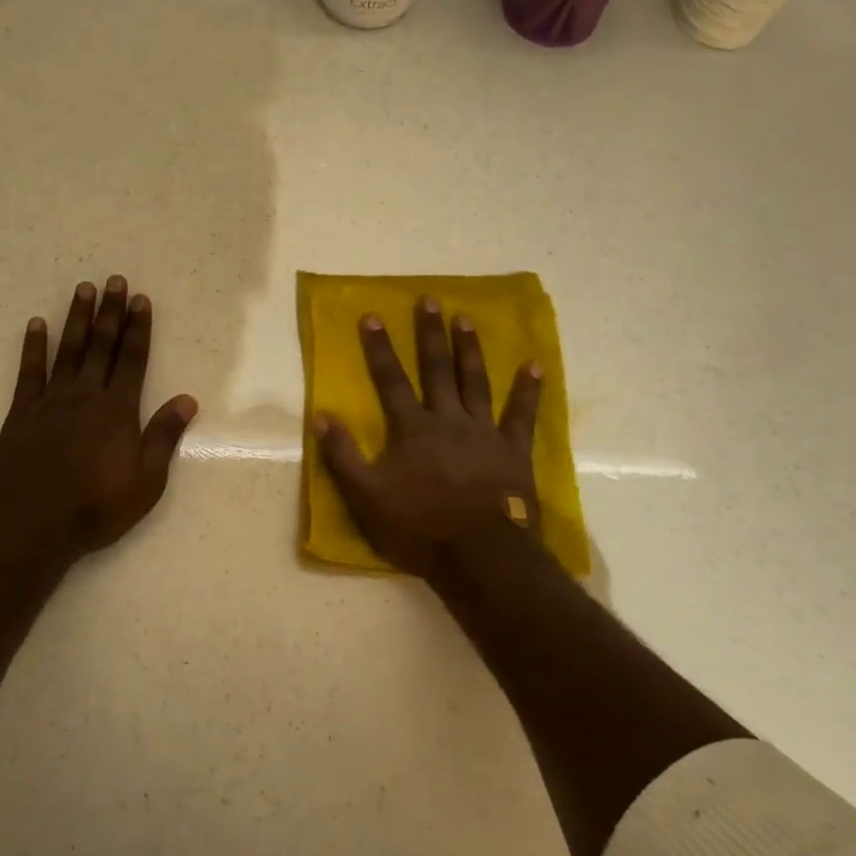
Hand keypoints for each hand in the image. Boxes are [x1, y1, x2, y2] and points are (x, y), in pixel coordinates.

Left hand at [0, 276, 196, 558]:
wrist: (32, 526)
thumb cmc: (96, 507)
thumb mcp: (146, 481)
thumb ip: (164, 436)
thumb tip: (187, 399)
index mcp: (117, 410)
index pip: (132, 360)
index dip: (138, 328)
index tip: (140, 300)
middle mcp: (85, 396)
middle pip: (101, 346)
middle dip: (110, 312)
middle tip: (114, 280)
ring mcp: (50, 402)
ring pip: (67, 350)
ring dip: (76, 318)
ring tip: (83, 289)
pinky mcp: (22, 413)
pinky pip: (29, 372)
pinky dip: (33, 347)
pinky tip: (36, 325)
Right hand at [314, 299, 542, 578]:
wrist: (480, 555)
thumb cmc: (419, 527)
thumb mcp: (367, 497)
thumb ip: (343, 455)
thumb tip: (321, 416)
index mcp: (412, 430)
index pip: (391, 381)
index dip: (380, 348)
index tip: (373, 316)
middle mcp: (448, 420)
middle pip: (437, 370)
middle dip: (430, 334)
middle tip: (430, 300)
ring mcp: (484, 433)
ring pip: (476, 382)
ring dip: (470, 349)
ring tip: (467, 319)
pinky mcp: (513, 451)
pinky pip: (521, 414)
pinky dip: (528, 389)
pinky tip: (534, 365)